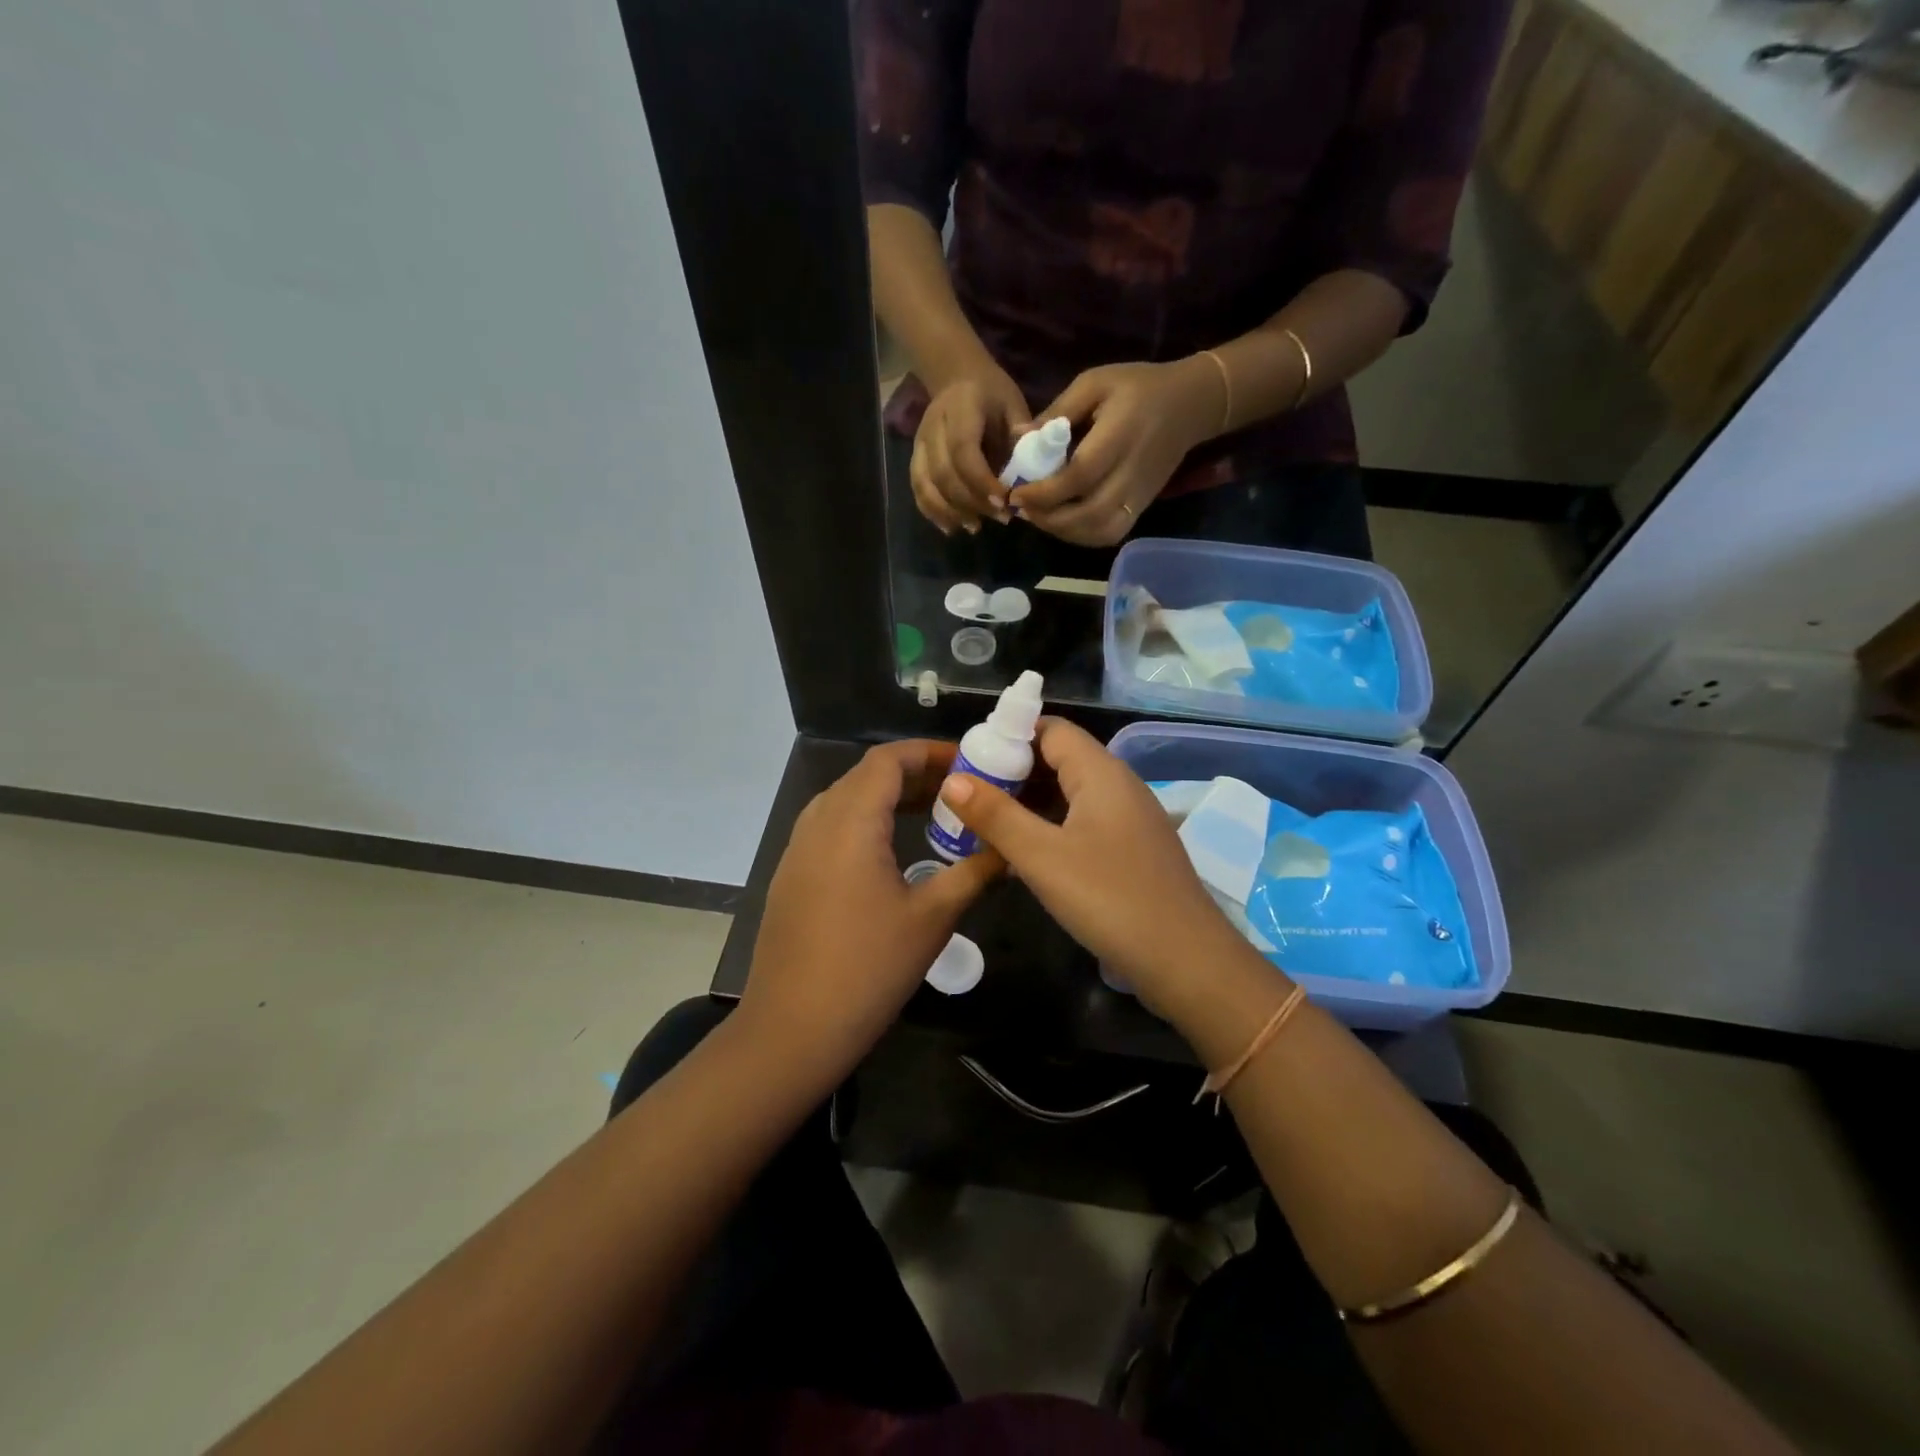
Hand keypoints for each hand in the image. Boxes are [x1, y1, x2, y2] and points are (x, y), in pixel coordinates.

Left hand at [736, 740, 1001, 1085]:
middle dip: (916, 775)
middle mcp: (818, 821)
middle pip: (868, 776)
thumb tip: (1011, 849)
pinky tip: (893, 852)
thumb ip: (975, 872)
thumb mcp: (933, 918)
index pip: (889, 759)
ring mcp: (798, 848)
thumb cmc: (868, 968)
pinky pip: (832, 827)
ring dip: (890, 799)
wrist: (792, 1029)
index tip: (970, 764)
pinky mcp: (792, 875)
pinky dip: (867, 823)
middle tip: (962, 792)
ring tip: (935, 816)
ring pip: (848, 800)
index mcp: (851, 820)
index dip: (930, 752)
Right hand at [911, 369, 1031, 534]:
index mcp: (960, 408)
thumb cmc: (992, 395)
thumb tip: (1035, 461)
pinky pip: (918, 490)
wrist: (958, 378)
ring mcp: (919, 444)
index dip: (981, 480)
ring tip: (976, 527)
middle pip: (943, 473)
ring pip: (926, 485)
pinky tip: (952, 528)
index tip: (1004, 502)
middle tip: (1000, 518)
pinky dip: (933, 512)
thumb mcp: (1013, 404)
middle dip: (971, 502)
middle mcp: (933, 426)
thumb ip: (1021, 433)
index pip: (963, 450)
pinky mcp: (915, 458)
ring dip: (950, 512)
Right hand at [933, 719, 1250, 1021]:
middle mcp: (1118, 786)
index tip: (968, 758)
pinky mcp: (1130, 851)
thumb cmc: (1111, 900)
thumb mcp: (1043, 858)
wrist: (1188, 962)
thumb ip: (996, 816)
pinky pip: (1081, 823)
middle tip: (967, 795)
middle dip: (1012, 772)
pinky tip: (1021, 854)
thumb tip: (952, 780)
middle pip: (1059, 759)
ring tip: (983, 823)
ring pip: (1069, 795)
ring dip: (1028, 803)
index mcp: (1101, 773)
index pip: (1050, 729)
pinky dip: (1049, 828)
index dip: (1008, 735)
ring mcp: (1128, 820)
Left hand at [1012, 358, 1221, 546]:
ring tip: (1037, 515)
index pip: (1079, 477)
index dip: (1044, 492)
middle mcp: (1131, 474)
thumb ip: (1057, 411)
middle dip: (1048, 517)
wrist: (1190, 405)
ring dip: (1062, 531)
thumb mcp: (1095, 384)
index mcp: (1118, 438)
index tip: (1015, 492)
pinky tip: (1061, 522)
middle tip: (1020, 507)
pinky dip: (1081, 536)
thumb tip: (1018, 438)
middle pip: (1087, 513)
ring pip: (1098, 530)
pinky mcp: (1141, 507)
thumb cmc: (1138, 388)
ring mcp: (1138, 496)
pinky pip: (1109, 533)